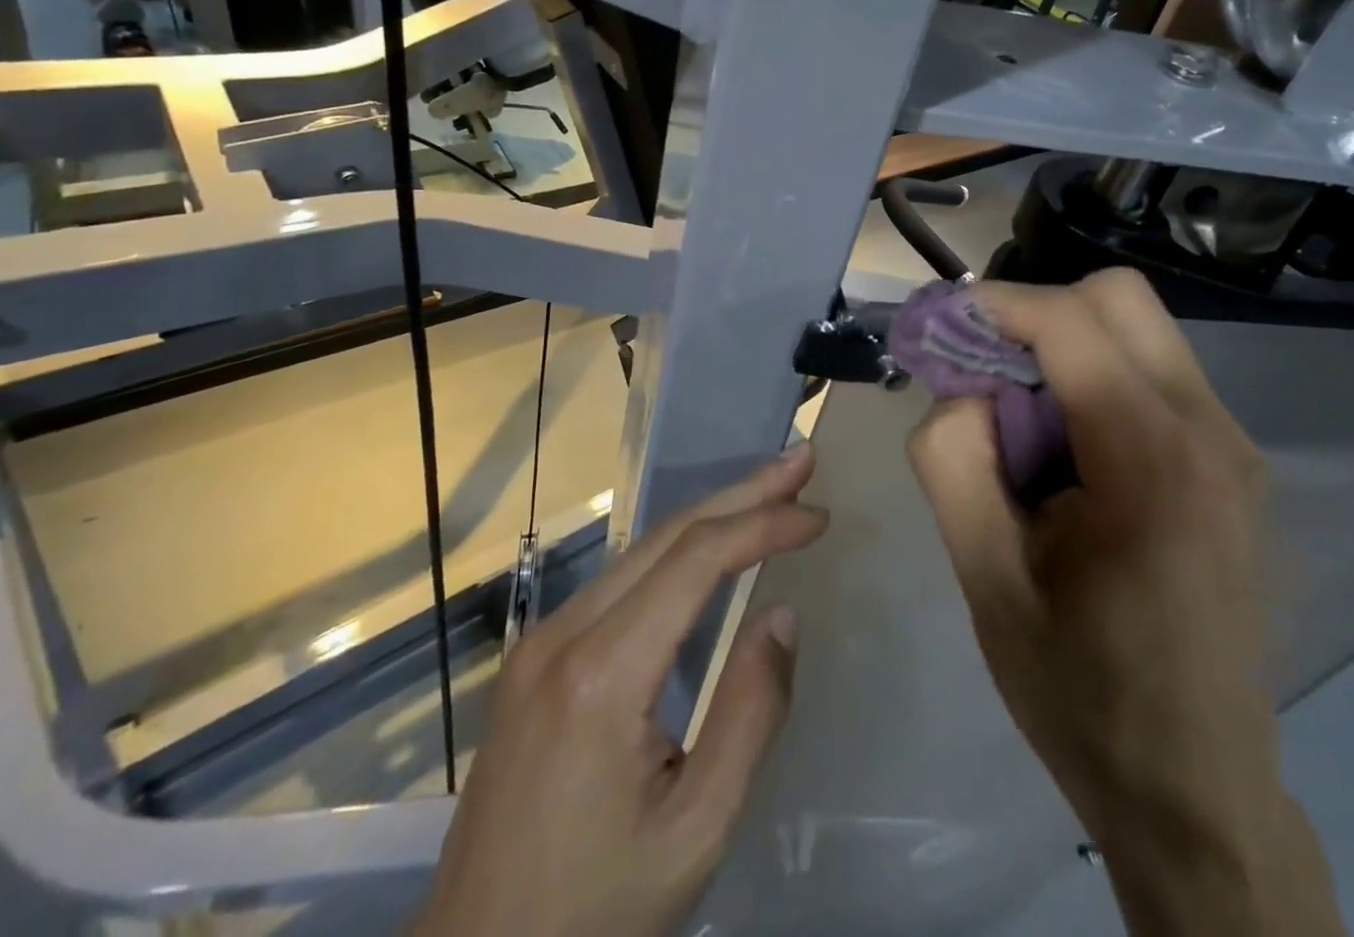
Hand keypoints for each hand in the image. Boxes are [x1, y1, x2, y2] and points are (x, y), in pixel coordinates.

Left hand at [413, 446, 827, 936]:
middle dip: (741, 493)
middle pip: (665, 536)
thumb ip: (749, 715)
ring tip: (768, 492)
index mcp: (601, 674)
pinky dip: (675, 552)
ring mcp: (541, 640)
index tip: (817, 516)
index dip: (762, 525)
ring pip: (639, 550)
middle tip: (799, 462)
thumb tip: (781, 615)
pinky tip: (708, 547)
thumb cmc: (596, 911)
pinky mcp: (535, 656)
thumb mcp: (696, 832)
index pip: (695, 560)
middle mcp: (563, 633)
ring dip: (710, 515)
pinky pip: (617, 580)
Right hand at [906, 269, 1344, 936]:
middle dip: (1033, 313)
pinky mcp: (1231, 462)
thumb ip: (953, 456)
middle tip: (977, 368)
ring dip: (1062, 344)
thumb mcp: (984, 574)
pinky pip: (1152, 369)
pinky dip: (1093, 373)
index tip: (934, 327)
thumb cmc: (1079, 689)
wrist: (1193, 789)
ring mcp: (1233, 444)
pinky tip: (1062, 447)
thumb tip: (958, 385)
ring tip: (1014, 416)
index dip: (992, 304)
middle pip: (1115, 296)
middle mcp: (1210, 431)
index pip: (1069, 321)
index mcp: (1152, 461)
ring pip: (1135, 327)